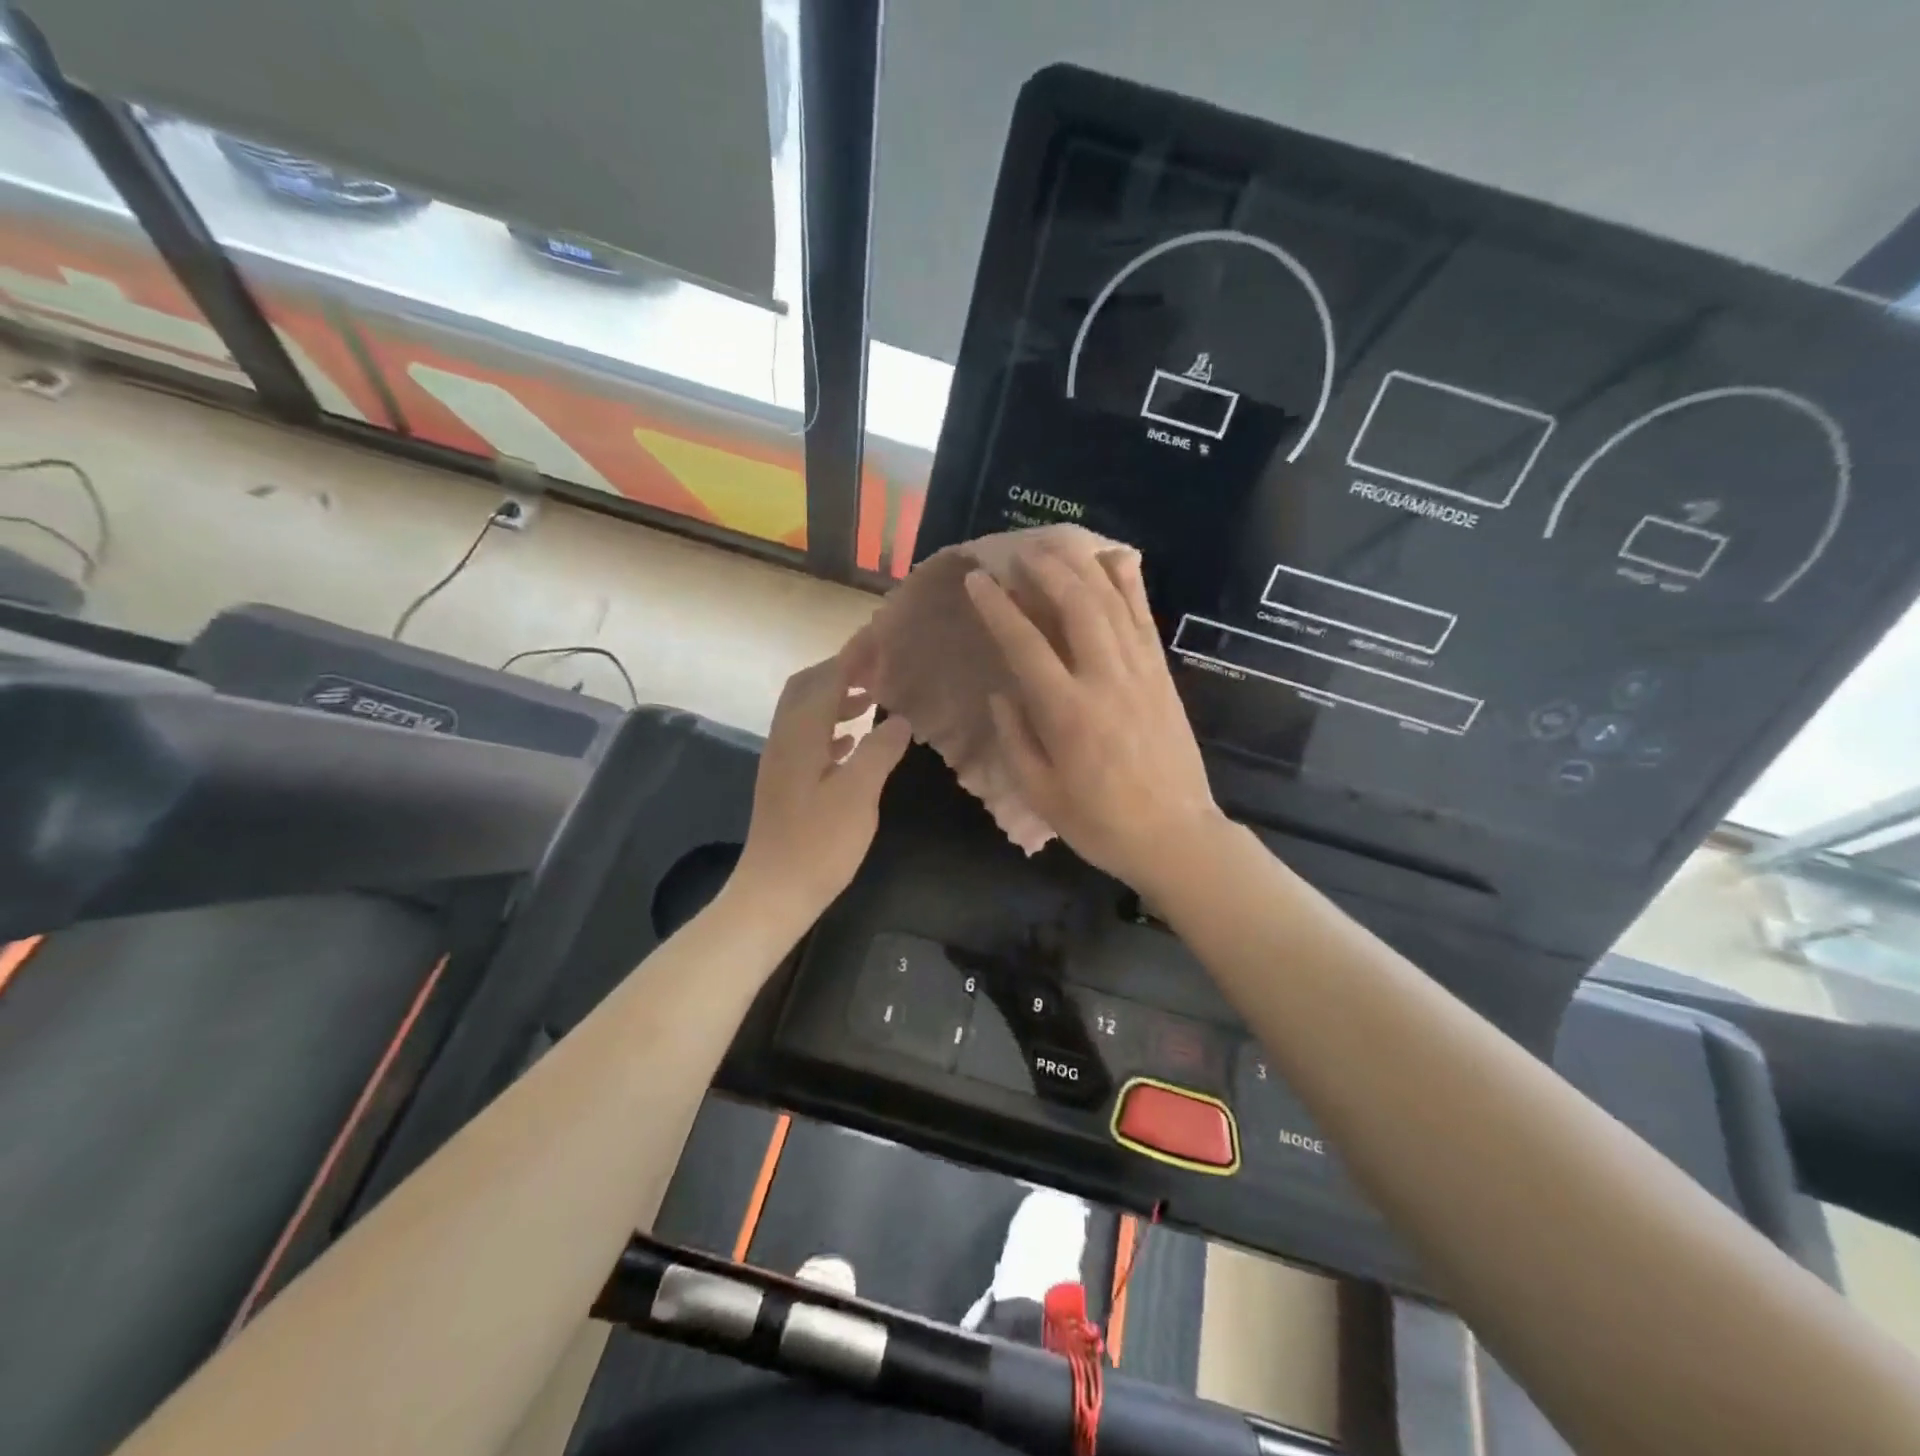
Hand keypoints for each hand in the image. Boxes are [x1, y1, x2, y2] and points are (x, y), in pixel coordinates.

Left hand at [732, 649, 913, 928]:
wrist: (773, 892)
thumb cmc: (819, 844)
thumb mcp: (859, 795)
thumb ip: (879, 751)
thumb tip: (899, 719)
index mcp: (801, 734)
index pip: (829, 678)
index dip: (854, 654)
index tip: (880, 633)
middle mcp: (785, 738)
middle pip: (808, 686)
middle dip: (841, 669)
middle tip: (878, 665)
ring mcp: (781, 760)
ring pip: (806, 711)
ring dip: (836, 696)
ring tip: (873, 698)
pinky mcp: (784, 781)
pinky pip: (807, 736)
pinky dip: (831, 725)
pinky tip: (853, 740)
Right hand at [964, 548, 1223, 892]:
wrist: (1176, 836)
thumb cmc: (1100, 823)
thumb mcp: (1041, 793)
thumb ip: (1016, 738)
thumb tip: (1002, 693)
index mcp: (1068, 713)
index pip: (1025, 645)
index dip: (998, 608)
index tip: (979, 580)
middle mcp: (1106, 680)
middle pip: (1076, 606)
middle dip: (1045, 570)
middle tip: (1020, 550)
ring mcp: (1141, 674)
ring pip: (1112, 604)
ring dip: (1082, 568)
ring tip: (1057, 545)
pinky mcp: (1163, 676)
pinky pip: (1145, 621)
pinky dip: (1130, 586)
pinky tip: (1117, 560)